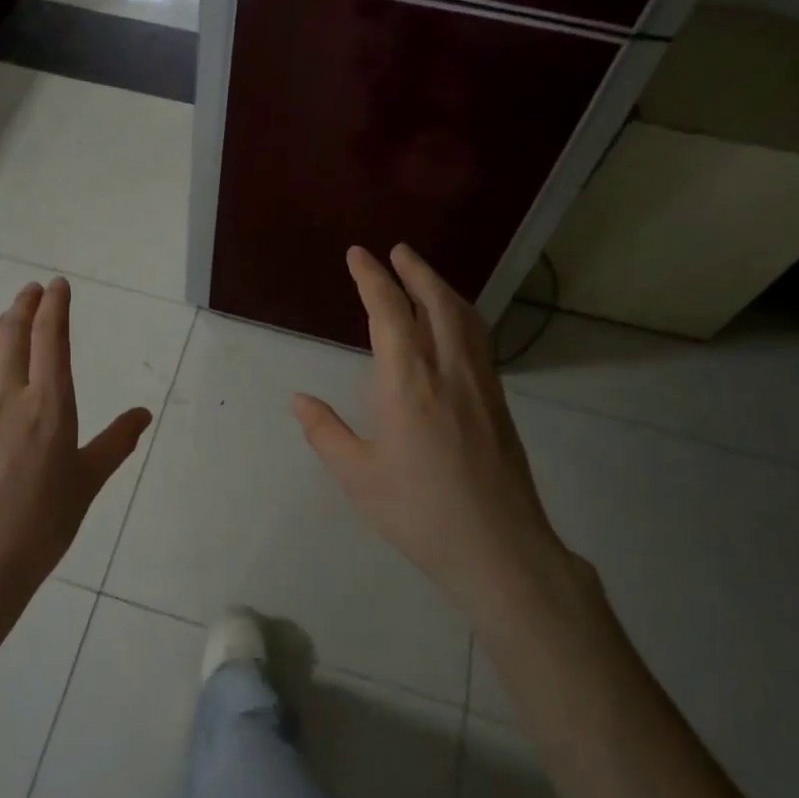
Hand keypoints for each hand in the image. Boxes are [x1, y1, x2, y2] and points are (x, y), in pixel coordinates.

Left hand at [0, 278, 151, 607]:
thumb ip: (116, 441)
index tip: (57, 286)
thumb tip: (143, 413)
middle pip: (12, 334)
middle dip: (24, 305)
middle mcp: (9, 395)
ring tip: (4, 319)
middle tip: (31, 291)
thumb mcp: (88, 481)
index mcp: (51, 405)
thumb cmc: (44, 523)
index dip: (54, 306)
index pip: (50, 339)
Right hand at [291, 244, 576, 610]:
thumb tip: (300, 399)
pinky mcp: (498, 401)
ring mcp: (480, 384)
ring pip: (464, 317)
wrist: (497, 547)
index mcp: (408, 383)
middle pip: (435, 302)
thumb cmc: (418, 511)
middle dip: (414, 270)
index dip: (372, 278)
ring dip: (442, 288)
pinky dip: (461, 315)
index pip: (389, 312)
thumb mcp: (357, 476)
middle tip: (396, 250)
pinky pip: (479, 340)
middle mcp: (448, 370)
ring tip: (423, 276)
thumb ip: (325, 431)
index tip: (358, 255)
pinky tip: (453, 325)